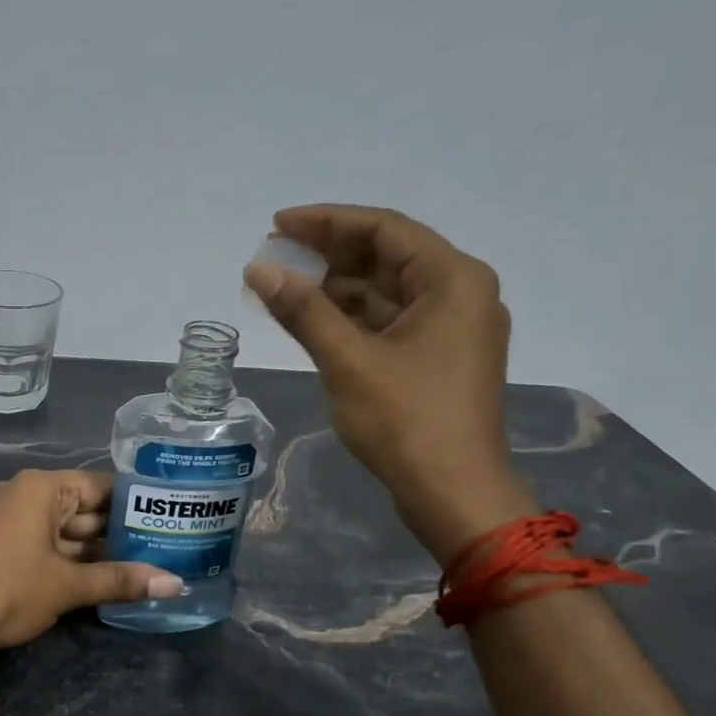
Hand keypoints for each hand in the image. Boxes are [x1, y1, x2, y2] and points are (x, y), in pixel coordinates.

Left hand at [0, 470, 182, 653]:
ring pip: (67, 531)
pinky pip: (49, 544)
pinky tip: (106, 577)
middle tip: (168, 546)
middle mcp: (27, 495)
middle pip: (85, 508)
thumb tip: (176, 585)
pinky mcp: (4, 545)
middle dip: (121, 532)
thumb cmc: (7, 589)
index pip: (101, 485)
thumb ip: (121, 581)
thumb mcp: (67, 586)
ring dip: (99, 550)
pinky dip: (74, 560)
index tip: (170, 516)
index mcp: (42, 489)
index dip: (136, 502)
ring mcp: (12, 520)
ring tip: (148, 564)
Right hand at [244, 202, 534, 561]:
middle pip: (385, 257)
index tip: (277, 225)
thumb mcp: (349, 360)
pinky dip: (348, 318)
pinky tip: (308, 319)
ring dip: (334, 288)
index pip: (384, 229)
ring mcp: (448, 329)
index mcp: (452, 279)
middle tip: (273, 257)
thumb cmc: (407, 421)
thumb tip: (258, 270)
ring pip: (383, 292)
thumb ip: (304, 310)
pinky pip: (386, 322)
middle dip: (327, 255)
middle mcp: (457, 293)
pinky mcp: (435, 359)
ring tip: (280, 288)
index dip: (326, 221)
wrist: (454, 494)